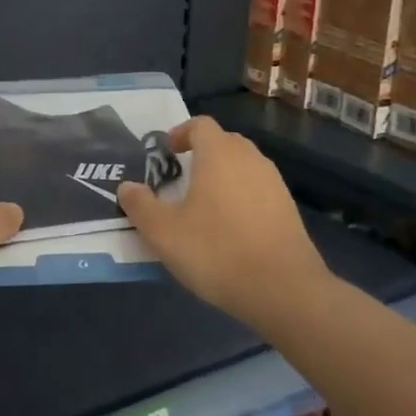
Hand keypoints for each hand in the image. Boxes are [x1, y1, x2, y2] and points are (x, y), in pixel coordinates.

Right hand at [117, 116, 332, 324]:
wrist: (284, 290)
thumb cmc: (216, 251)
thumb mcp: (163, 232)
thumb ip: (140, 205)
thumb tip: (127, 187)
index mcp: (219, 154)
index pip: (200, 125)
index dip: (180, 133)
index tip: (166, 152)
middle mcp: (250, 159)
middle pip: (223, 142)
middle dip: (201, 153)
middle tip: (179, 178)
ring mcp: (274, 183)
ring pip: (243, 166)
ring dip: (222, 176)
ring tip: (202, 205)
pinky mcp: (288, 209)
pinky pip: (257, 190)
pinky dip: (241, 197)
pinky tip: (229, 228)